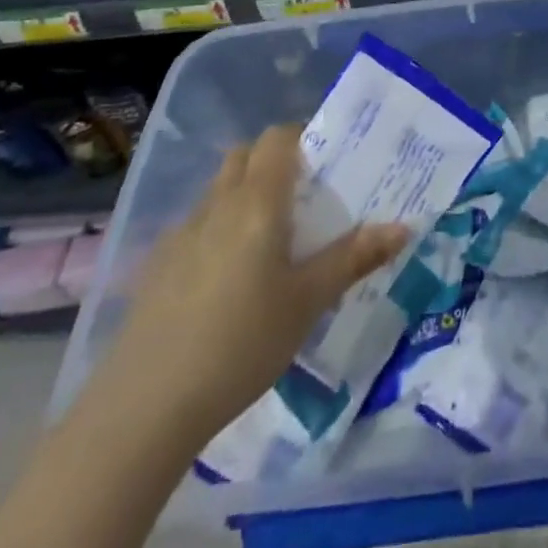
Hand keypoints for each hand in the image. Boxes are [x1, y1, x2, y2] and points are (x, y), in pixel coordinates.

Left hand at [100, 125, 408, 445]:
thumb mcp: (308, 302)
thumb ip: (354, 258)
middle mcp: (217, 205)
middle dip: (274, 162)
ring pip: (218, 191)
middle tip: (305, 195)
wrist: (143, 410)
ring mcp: (180, 235)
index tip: (329, 161)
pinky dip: (218, 230)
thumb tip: (403, 226)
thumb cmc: (241, 343)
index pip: (278, 138)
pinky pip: (196, 227)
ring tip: (272, 238)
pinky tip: (227, 280)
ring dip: (245, 194)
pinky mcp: (156, 268)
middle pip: (245, 156)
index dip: (303, 137)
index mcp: (257, 201)